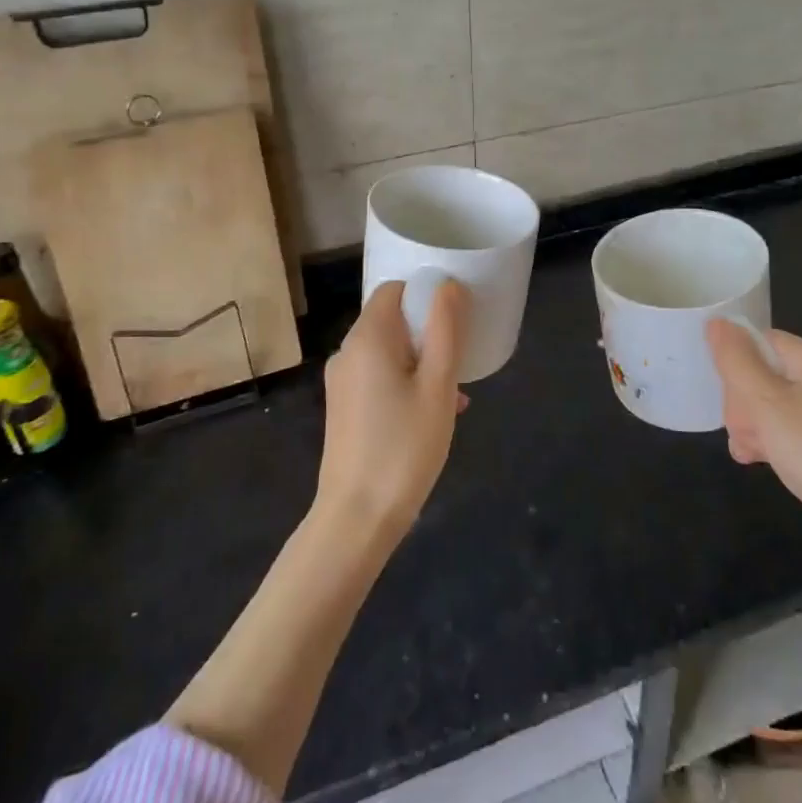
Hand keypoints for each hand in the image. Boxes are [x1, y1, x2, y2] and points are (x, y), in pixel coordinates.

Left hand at [317, 279, 471, 539]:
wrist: (358, 517)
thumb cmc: (404, 447)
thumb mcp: (438, 385)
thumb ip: (445, 330)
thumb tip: (449, 285)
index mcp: (368, 338)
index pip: (394, 289)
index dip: (426, 294)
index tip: (455, 317)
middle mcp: (348, 352)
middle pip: (392, 320)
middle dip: (429, 332)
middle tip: (459, 361)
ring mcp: (342, 382)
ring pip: (389, 352)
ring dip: (422, 362)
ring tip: (453, 394)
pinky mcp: (344, 407)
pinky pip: (379, 377)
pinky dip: (406, 382)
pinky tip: (433, 414)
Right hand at [707, 321, 801, 599]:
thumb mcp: (766, 401)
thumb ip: (736, 360)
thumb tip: (715, 321)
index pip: (757, 342)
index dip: (736, 366)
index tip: (730, 398)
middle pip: (760, 372)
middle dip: (742, 403)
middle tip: (746, 430)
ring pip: (766, 403)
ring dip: (750, 426)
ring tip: (750, 451)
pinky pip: (783, 428)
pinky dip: (768, 440)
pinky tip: (757, 460)